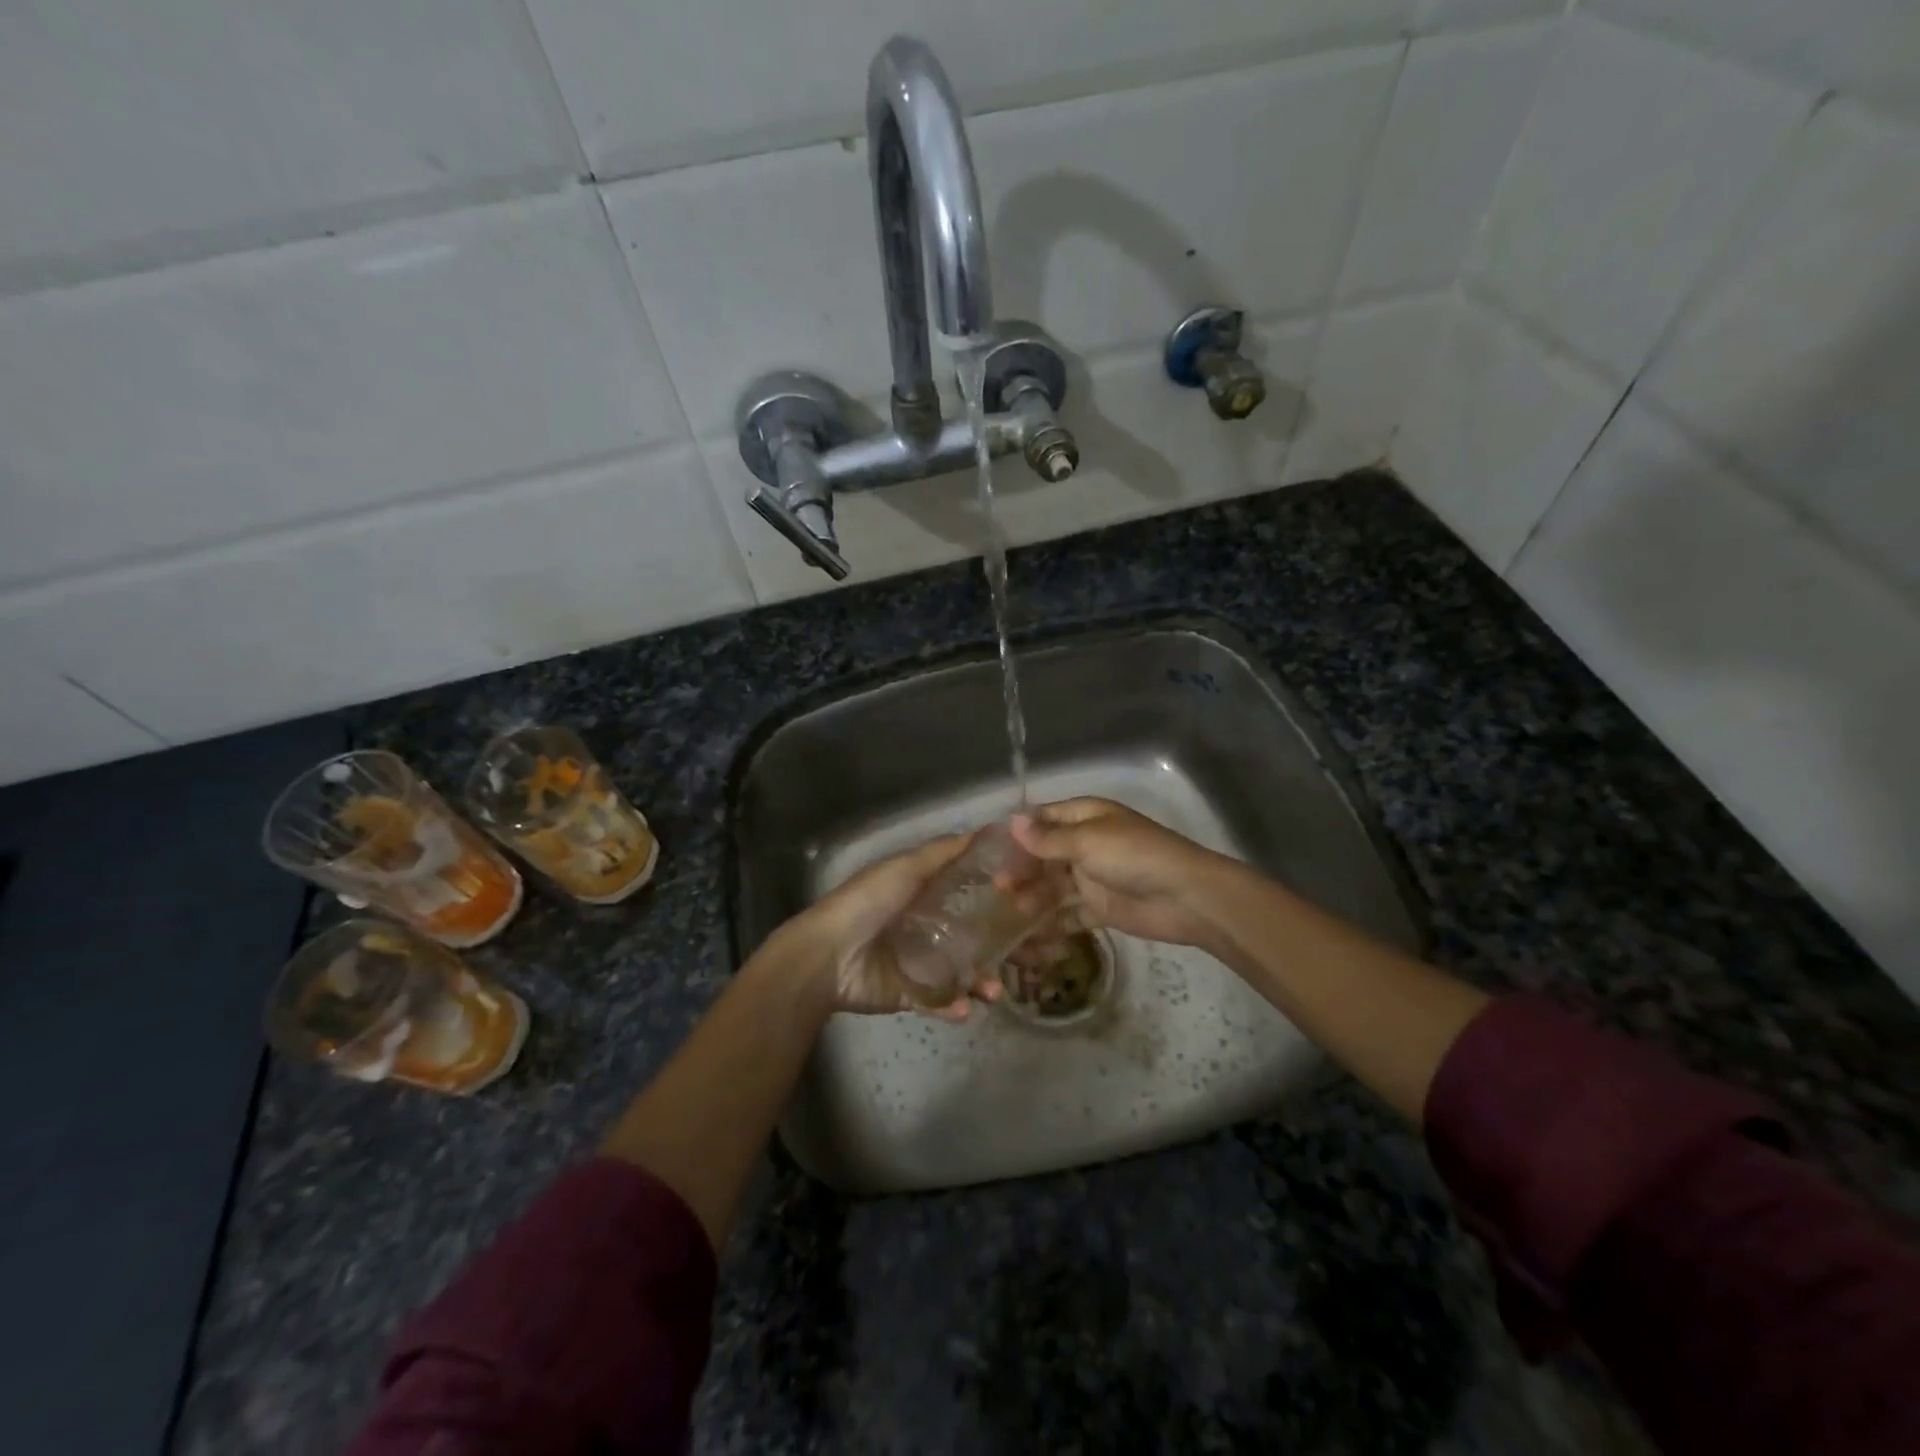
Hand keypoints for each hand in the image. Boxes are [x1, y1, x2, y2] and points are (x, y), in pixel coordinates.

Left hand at [782, 833, 1004, 1021]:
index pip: (966, 893)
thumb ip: (941, 853)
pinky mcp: (909, 994)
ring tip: (994, 991)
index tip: (1028, 898)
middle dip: (996, 948)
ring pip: (960, 973)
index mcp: (921, 894)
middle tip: (1025, 955)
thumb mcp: (905, 868)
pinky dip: (954, 1007)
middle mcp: (923, 926)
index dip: (995, 896)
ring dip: (981, 982)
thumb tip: (983, 831)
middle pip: (969, 936)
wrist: (827, 956)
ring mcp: (917, 962)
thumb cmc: (867, 903)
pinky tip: (967, 1009)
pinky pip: (939, 1002)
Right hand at [1008, 798, 1234, 949]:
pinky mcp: (1101, 909)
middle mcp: (1086, 844)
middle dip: (1022, 869)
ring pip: (1054, 886)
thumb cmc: (1134, 856)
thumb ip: (1048, 838)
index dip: (1019, 832)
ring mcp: (1093, 878)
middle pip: (1045, 855)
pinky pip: (1070, 915)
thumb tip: (1012, 821)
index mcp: (1086, 817)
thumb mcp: (1087, 841)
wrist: (1185, 897)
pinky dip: (1052, 924)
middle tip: (998, 887)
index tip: (989, 850)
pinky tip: (1029, 936)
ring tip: (1012, 912)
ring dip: (1033, 898)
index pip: (1044, 818)